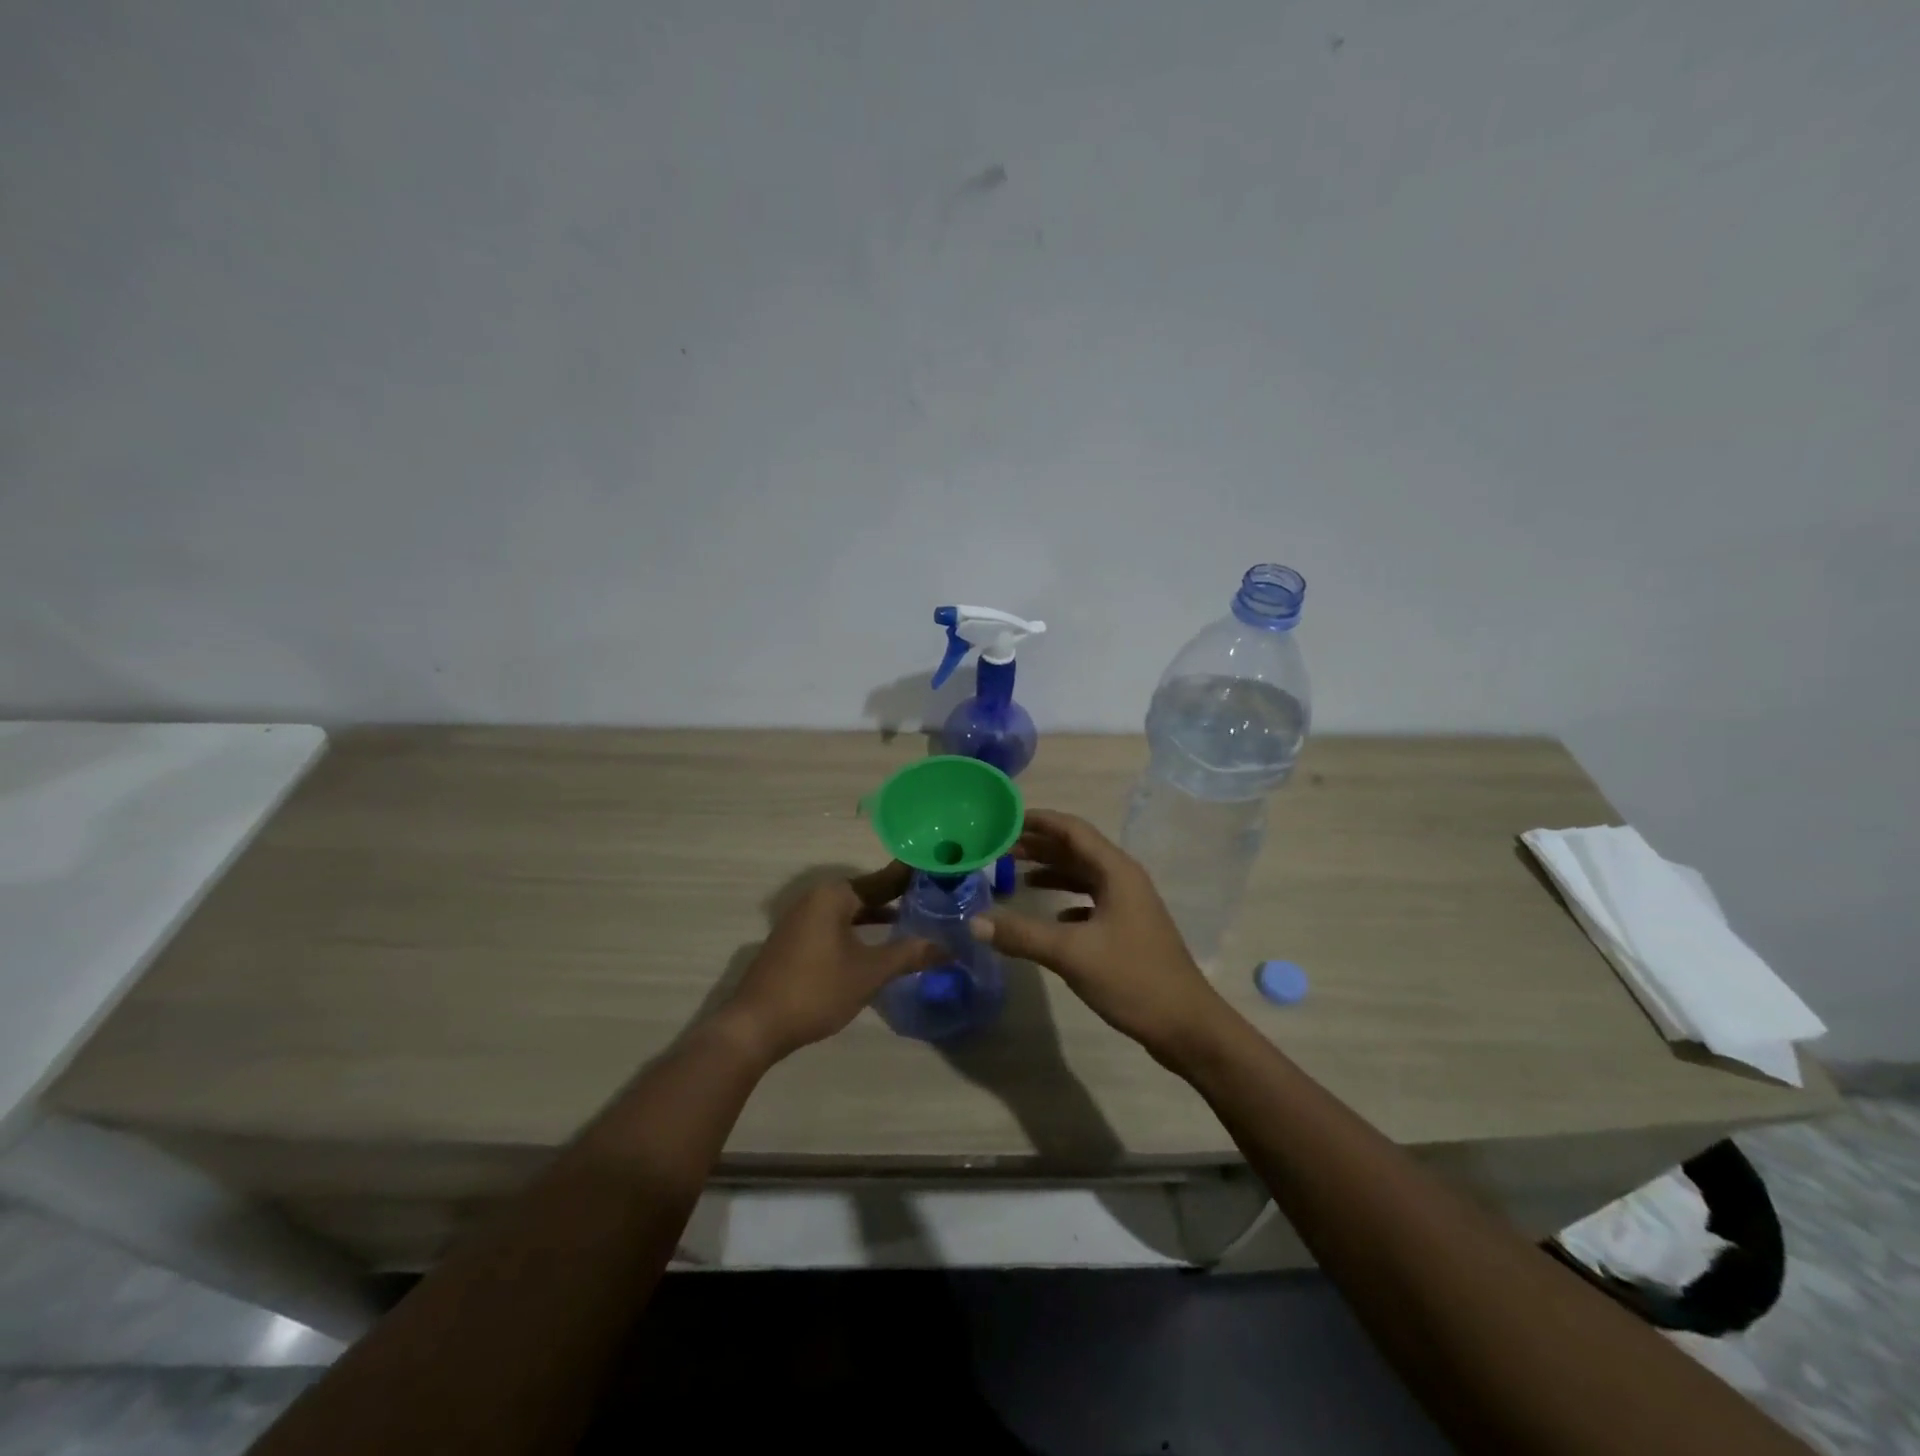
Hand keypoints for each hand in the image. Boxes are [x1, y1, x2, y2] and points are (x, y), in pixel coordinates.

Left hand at [719, 862, 940, 1063]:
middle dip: (899, 897)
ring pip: (851, 911)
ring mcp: (803, 920)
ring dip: (879, 916)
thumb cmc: (816, 989)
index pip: (884, 878)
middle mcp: (817, 898)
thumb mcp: (869, 972)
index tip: (941, 872)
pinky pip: (837, 926)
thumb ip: (909, 955)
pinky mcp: (796, 942)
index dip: (912, 877)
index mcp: (834, 895)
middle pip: (867, 893)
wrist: (755, 1026)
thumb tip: (948, 948)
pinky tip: (879, 944)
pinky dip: (860, 930)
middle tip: (936, 898)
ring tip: (915, 920)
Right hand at [972, 809, 1228, 1059]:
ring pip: (1083, 876)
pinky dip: (1065, 900)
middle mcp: (1124, 880)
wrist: (1186, 1026)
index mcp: (1116, 872)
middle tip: (999, 848)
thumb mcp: (1071, 954)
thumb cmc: (1132, 979)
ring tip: (1015, 874)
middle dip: (1039, 845)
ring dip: (1051, 871)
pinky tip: (1048, 915)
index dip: (1038, 820)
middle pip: (1076, 850)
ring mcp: (1128, 905)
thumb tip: (973, 921)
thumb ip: (1022, 934)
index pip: (1072, 829)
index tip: (1004, 819)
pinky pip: (1090, 901)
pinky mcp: (1128, 929)